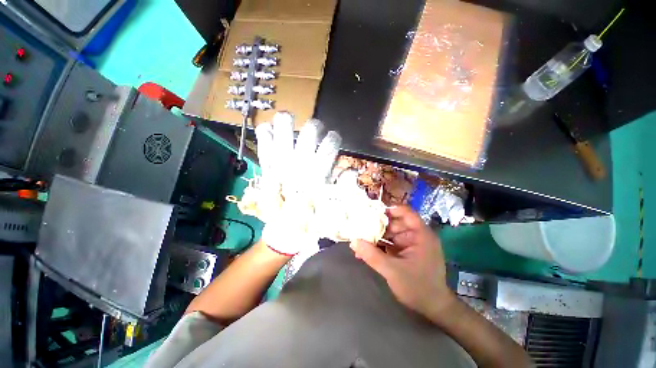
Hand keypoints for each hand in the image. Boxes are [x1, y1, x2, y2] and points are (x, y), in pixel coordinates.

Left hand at [243, 112, 340, 255]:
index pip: (330, 145)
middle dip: (314, 127)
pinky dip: (264, 134)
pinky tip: (267, 130)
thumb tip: (352, 170)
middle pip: (309, 132)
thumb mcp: (333, 204)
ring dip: (286, 122)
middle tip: (315, 130)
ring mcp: (281, 163)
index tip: (333, 138)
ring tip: (287, 120)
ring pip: (283, 131)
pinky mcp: (267, 167)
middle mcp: (300, 164)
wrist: (285, 229)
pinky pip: (263, 144)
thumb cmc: (311, 217)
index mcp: (318, 172)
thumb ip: (344, 185)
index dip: (334, 137)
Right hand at [350, 206, 455, 322]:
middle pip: (395, 222)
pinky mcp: (404, 252)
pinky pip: (389, 244)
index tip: (371, 212)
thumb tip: (353, 241)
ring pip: (390, 233)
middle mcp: (416, 236)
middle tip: (360, 226)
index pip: (406, 212)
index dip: (389, 209)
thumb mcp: (393, 271)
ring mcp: (410, 244)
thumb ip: (372, 255)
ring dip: (375, 236)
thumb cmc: (418, 288)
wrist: (433, 309)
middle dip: (377, 225)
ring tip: (359, 239)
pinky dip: (378, 246)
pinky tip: (366, 251)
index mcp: (421, 235)